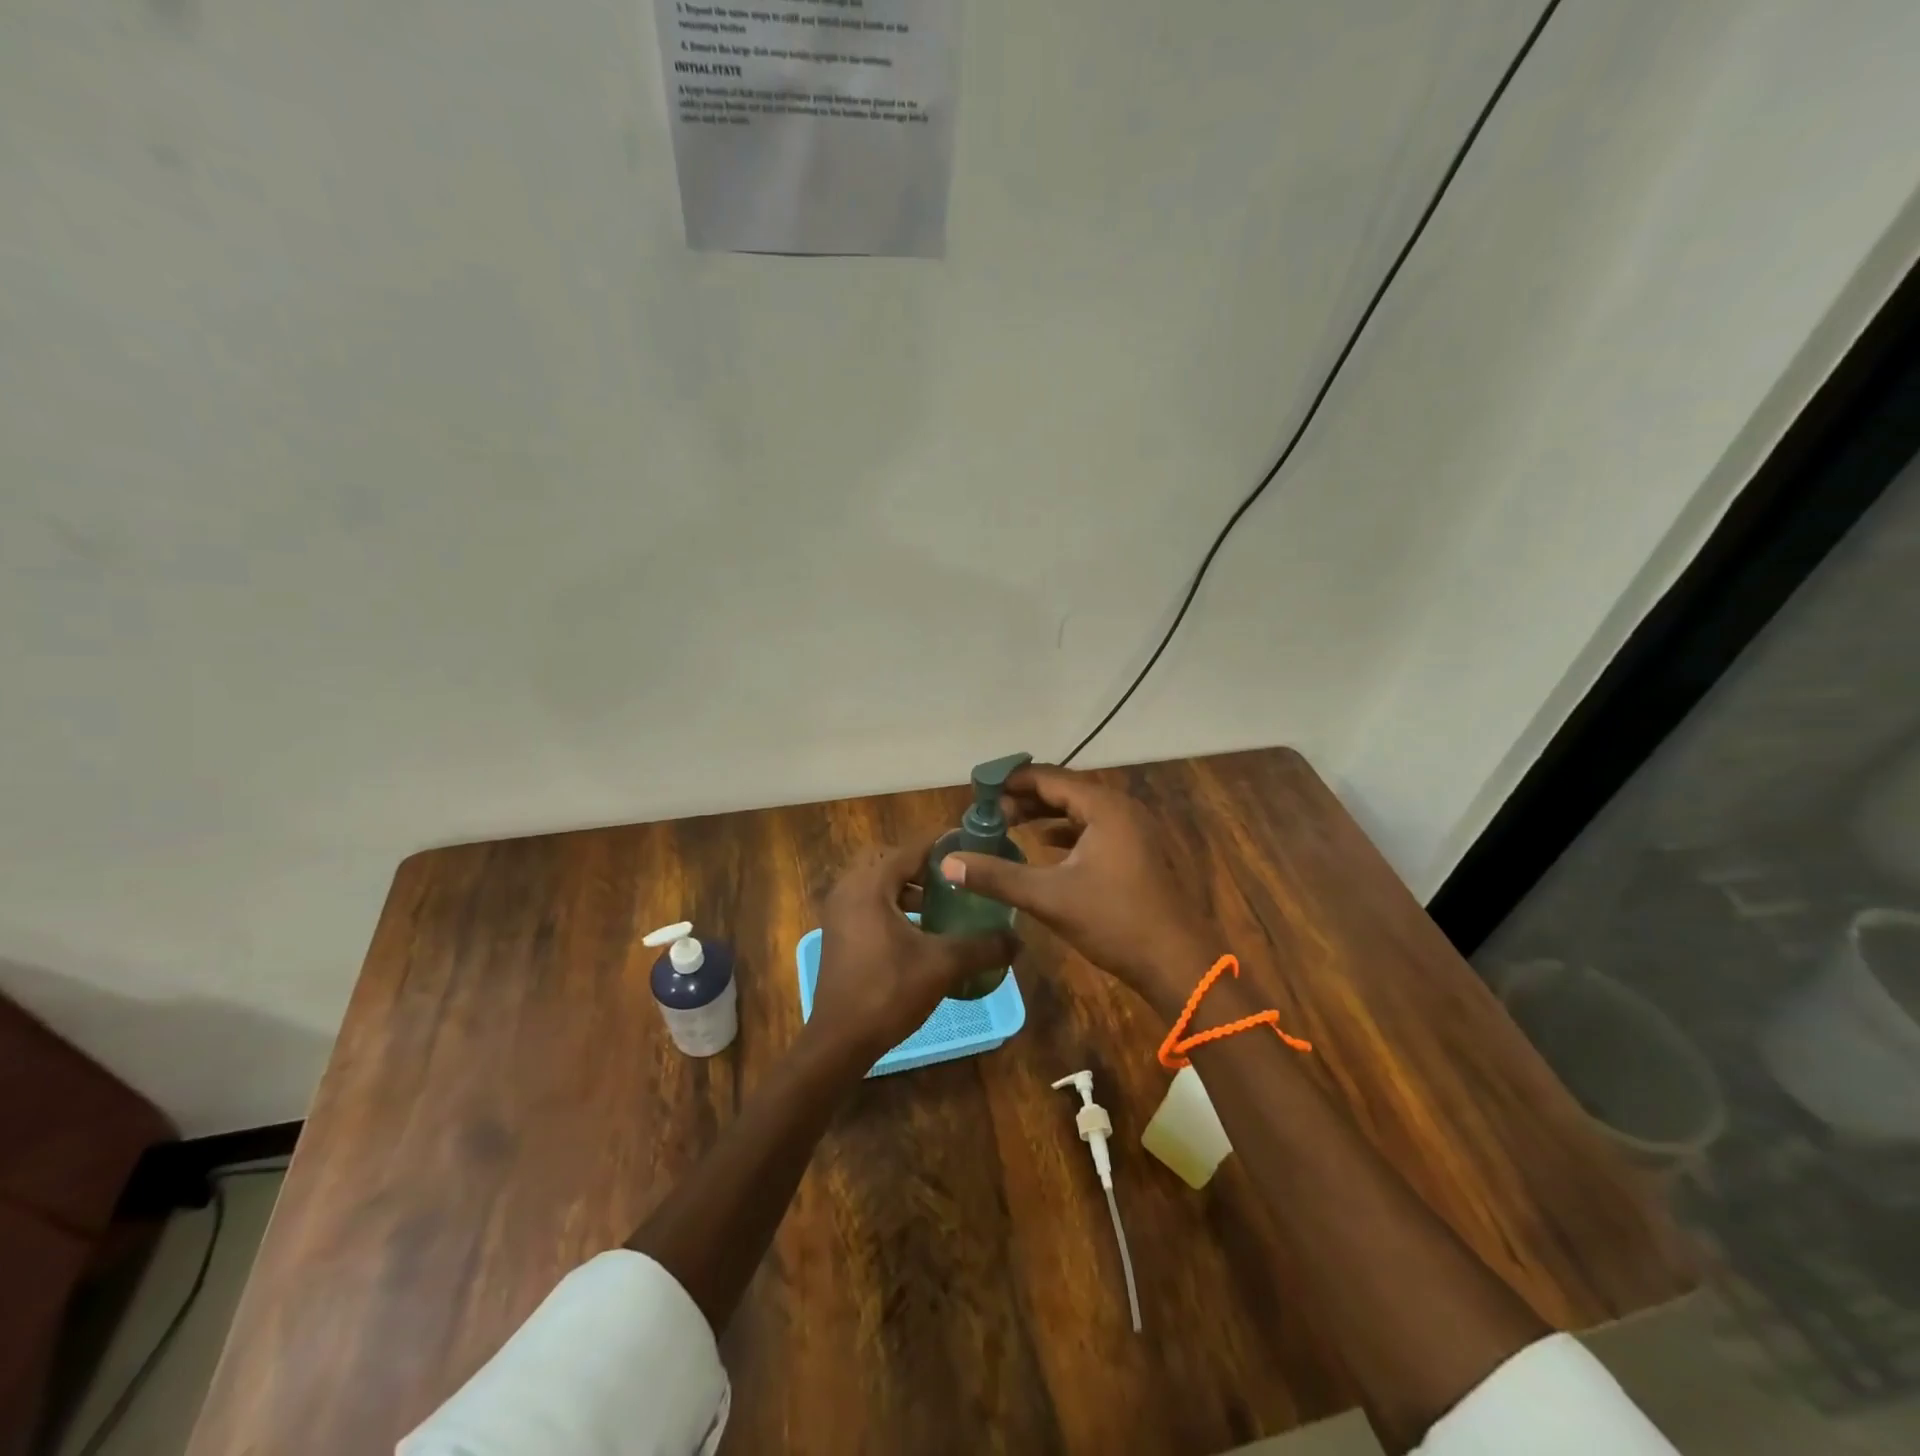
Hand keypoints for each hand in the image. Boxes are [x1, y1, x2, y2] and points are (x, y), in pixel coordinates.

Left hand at [810, 839, 1018, 1067]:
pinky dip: (894, 906)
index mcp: (870, 885)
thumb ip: (982, 946)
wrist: (839, 1041)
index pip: (911, 849)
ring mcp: (839, 912)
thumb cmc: (888, 992)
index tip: (974, 846)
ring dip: (908, 888)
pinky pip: (869, 903)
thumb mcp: (942, 966)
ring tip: (943, 904)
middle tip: (955, 878)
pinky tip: (920, 930)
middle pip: (891, 861)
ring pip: (878, 883)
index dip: (943, 846)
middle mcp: (849, 889)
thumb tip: (1018, 939)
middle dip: (923, 866)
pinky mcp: (838, 933)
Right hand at [939, 764, 1207, 1014]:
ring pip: (1081, 811)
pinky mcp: (1139, 852)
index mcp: (1104, 807)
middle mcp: (1122, 809)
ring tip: (1009, 825)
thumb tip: (947, 862)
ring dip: (1045, 815)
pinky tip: (1046, 846)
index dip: (1011, 781)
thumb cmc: (1115, 921)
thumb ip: (996, 876)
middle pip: (1065, 790)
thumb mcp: (1049, 898)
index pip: (1049, 778)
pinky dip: (1067, 832)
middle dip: (1025, 798)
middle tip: (989, 812)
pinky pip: (1095, 828)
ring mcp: (1135, 830)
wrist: (1178, 962)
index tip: (979, 790)